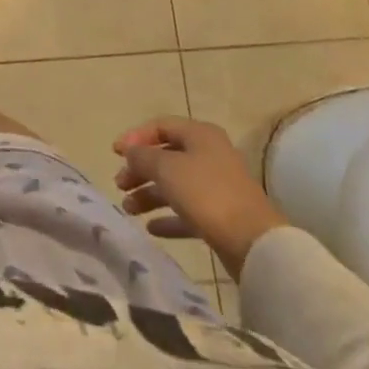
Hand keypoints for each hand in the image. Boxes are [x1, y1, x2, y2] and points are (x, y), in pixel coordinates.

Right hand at [112, 117, 287, 278]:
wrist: (254, 243)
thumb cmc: (206, 194)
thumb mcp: (166, 168)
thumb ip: (142, 156)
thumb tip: (130, 151)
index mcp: (200, 135)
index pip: (160, 126)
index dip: (135, 137)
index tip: (115, 153)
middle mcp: (210, 155)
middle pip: (166, 157)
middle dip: (140, 170)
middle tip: (120, 185)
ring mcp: (217, 187)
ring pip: (175, 185)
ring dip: (149, 195)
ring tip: (129, 209)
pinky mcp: (222, 216)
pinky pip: (188, 211)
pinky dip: (168, 217)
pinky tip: (152, 228)